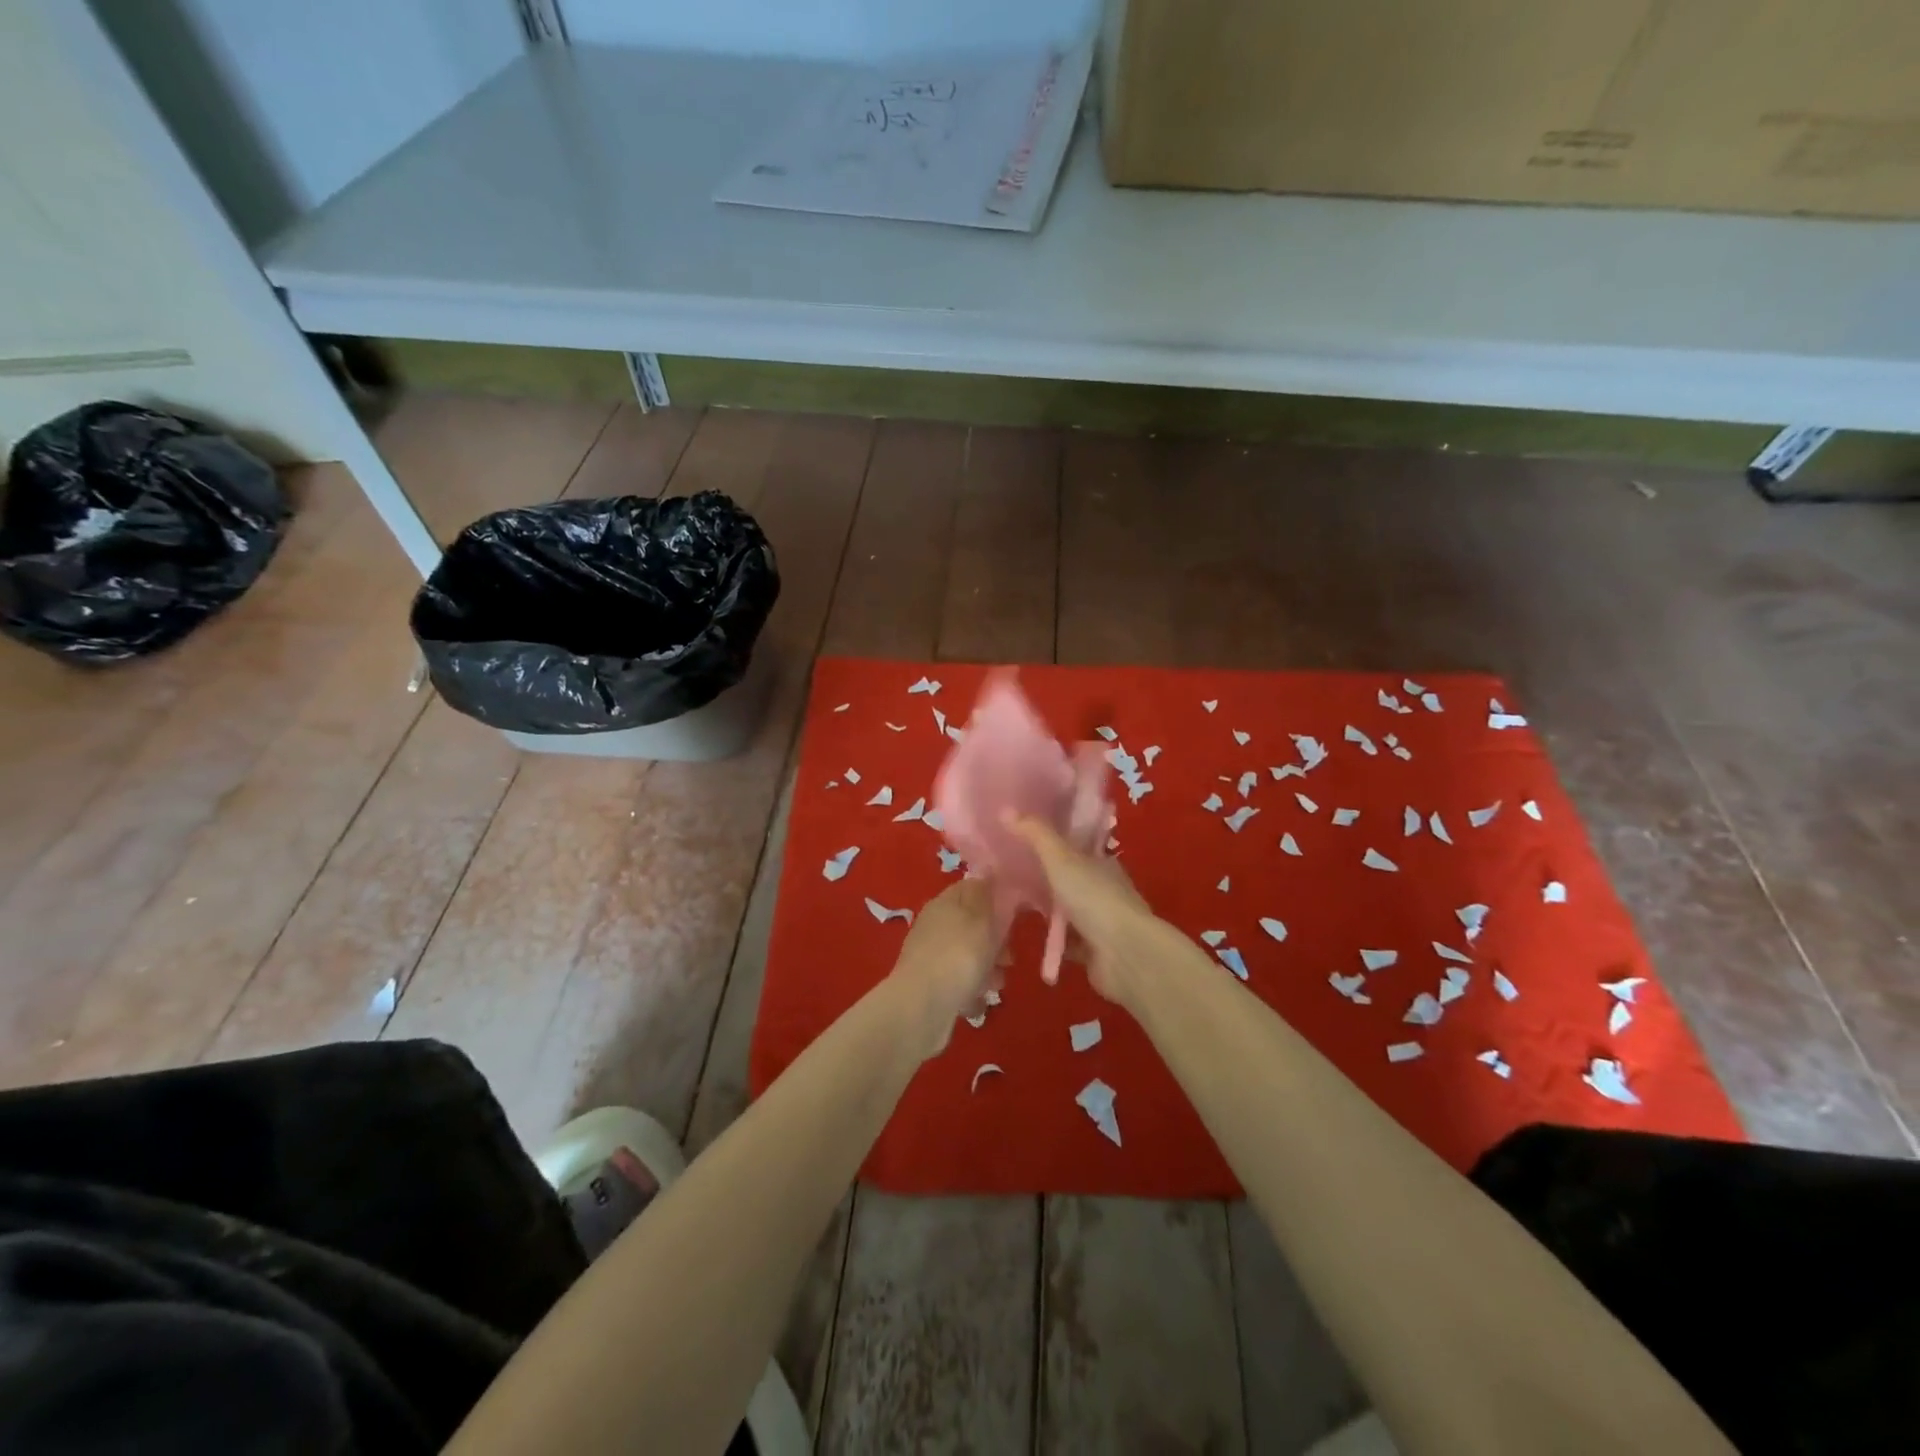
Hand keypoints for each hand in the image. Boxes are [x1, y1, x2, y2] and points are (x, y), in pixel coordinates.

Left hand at [890, 878, 1000, 1058]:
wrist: (922, 1007)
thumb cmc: (958, 956)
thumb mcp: (979, 919)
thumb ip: (985, 895)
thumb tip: (986, 872)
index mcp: (944, 903)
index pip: (971, 888)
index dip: (995, 897)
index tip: (1015, 914)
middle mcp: (935, 925)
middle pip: (973, 925)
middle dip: (995, 942)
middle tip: (1008, 958)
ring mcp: (931, 955)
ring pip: (968, 955)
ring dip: (987, 969)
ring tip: (996, 985)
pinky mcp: (930, 984)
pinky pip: (959, 981)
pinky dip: (970, 990)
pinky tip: (976, 1002)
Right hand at [1009, 817, 1169, 1010]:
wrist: (1123, 954)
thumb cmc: (1094, 898)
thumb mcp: (1061, 859)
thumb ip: (1035, 834)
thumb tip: (1005, 809)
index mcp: (1101, 862)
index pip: (1075, 846)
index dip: (1052, 842)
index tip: (1023, 840)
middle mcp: (1103, 888)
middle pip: (1069, 878)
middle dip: (1044, 877)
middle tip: (1008, 874)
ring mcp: (1100, 921)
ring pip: (1067, 910)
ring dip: (1047, 910)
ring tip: (1012, 904)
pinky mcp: (1093, 950)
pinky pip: (1066, 941)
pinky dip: (1051, 940)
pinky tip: (1027, 935)